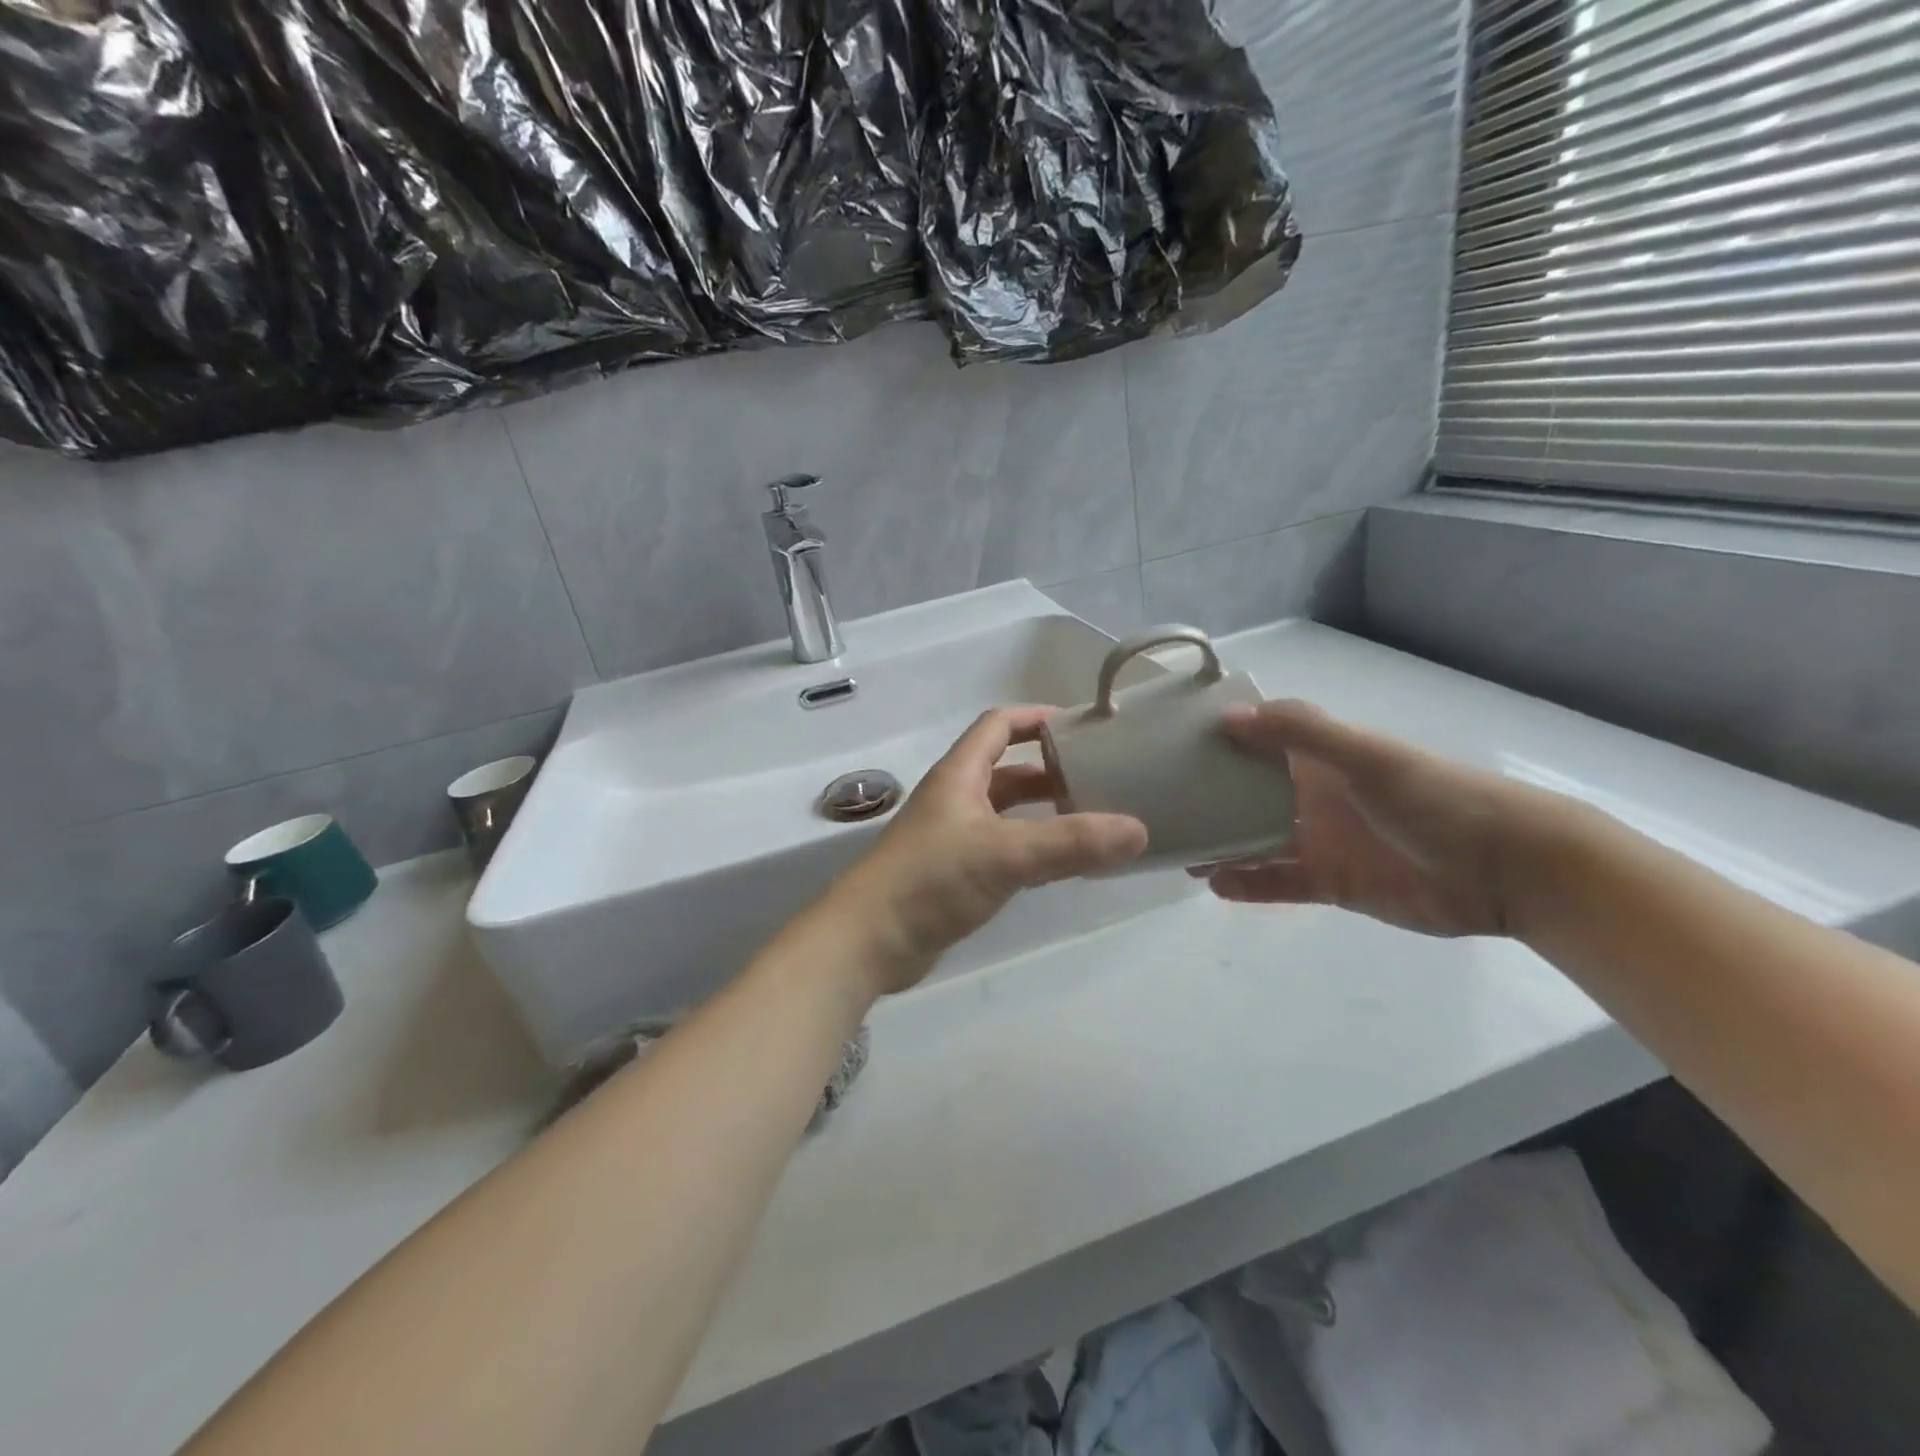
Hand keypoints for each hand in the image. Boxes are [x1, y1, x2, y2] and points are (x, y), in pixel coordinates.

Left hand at [828, 707, 1147, 992]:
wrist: (868, 940)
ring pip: (1006, 812)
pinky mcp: (953, 875)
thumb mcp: (1004, 854)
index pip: (999, 725)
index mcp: (959, 774)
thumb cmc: (930, 879)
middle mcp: (955, 798)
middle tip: (1101, 779)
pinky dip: (1031, 848)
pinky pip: (1001, 849)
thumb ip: (1070, 843)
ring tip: (1092, 820)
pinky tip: (1061, 864)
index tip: (1082, 725)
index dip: (1037, 718)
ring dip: (1042, 812)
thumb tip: (1138, 830)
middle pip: (1007, 770)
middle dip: (1050, 771)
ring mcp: (952, 838)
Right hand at [1195, 700, 1565, 937]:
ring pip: (1256, 842)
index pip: (1259, 742)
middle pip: (1249, 795)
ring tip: (1176, 853)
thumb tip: (1227, 717)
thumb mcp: (1368, 757)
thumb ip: (1301, 733)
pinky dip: (1248, 885)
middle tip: (1159, 808)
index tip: (1168, 746)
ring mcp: (1322, 841)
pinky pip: (1279, 883)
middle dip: (1208, 800)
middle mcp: (1314, 796)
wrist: (1507, 870)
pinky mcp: (1332, 884)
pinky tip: (1214, 885)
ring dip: (1220, 846)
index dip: (1218, 741)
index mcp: (1321, 759)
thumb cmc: (1435, 800)